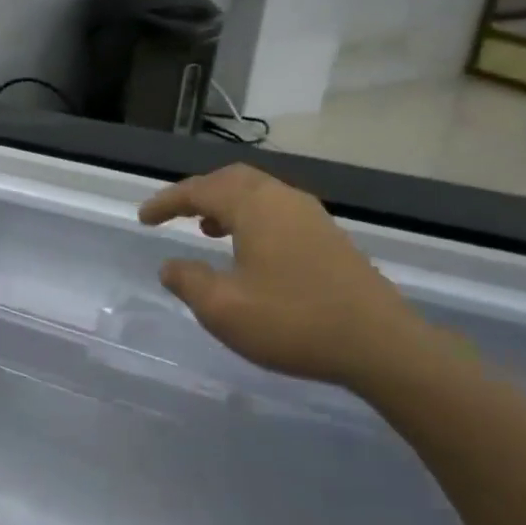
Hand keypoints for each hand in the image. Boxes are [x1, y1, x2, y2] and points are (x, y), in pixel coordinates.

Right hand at [138, 164, 430, 389]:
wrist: (382, 345)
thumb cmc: (293, 322)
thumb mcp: (223, 309)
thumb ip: (188, 281)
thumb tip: (170, 265)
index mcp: (255, 207)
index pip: (199, 190)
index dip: (166, 202)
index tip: (143, 218)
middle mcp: (283, 200)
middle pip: (232, 179)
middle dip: (198, 192)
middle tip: (173, 213)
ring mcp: (312, 217)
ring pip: (258, 193)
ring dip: (226, 204)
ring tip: (205, 229)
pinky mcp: (329, 237)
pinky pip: (277, 210)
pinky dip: (250, 217)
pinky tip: (248, 249)